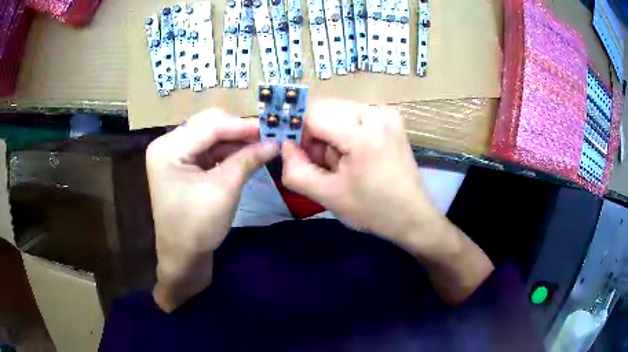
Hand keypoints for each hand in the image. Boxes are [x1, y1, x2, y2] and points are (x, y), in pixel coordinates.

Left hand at [147, 109, 277, 311]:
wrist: (183, 257)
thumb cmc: (198, 226)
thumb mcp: (224, 190)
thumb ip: (247, 159)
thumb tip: (274, 143)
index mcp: (168, 148)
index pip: (210, 126)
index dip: (242, 125)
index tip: (272, 127)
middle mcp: (167, 144)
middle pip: (208, 125)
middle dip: (238, 130)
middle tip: (266, 136)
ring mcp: (173, 154)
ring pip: (210, 136)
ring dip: (235, 140)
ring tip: (260, 145)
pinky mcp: (182, 165)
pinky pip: (208, 150)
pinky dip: (227, 151)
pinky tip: (245, 155)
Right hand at [281, 99, 439, 251]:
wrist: (412, 214)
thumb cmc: (372, 210)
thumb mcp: (328, 196)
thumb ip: (296, 170)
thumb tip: (285, 145)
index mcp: (362, 135)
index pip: (312, 113)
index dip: (295, 128)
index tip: (291, 149)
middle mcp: (376, 113)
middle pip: (324, 108)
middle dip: (313, 133)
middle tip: (319, 161)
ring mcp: (386, 113)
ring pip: (337, 110)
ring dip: (328, 132)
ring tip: (338, 161)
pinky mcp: (391, 117)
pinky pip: (353, 114)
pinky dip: (344, 130)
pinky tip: (353, 153)